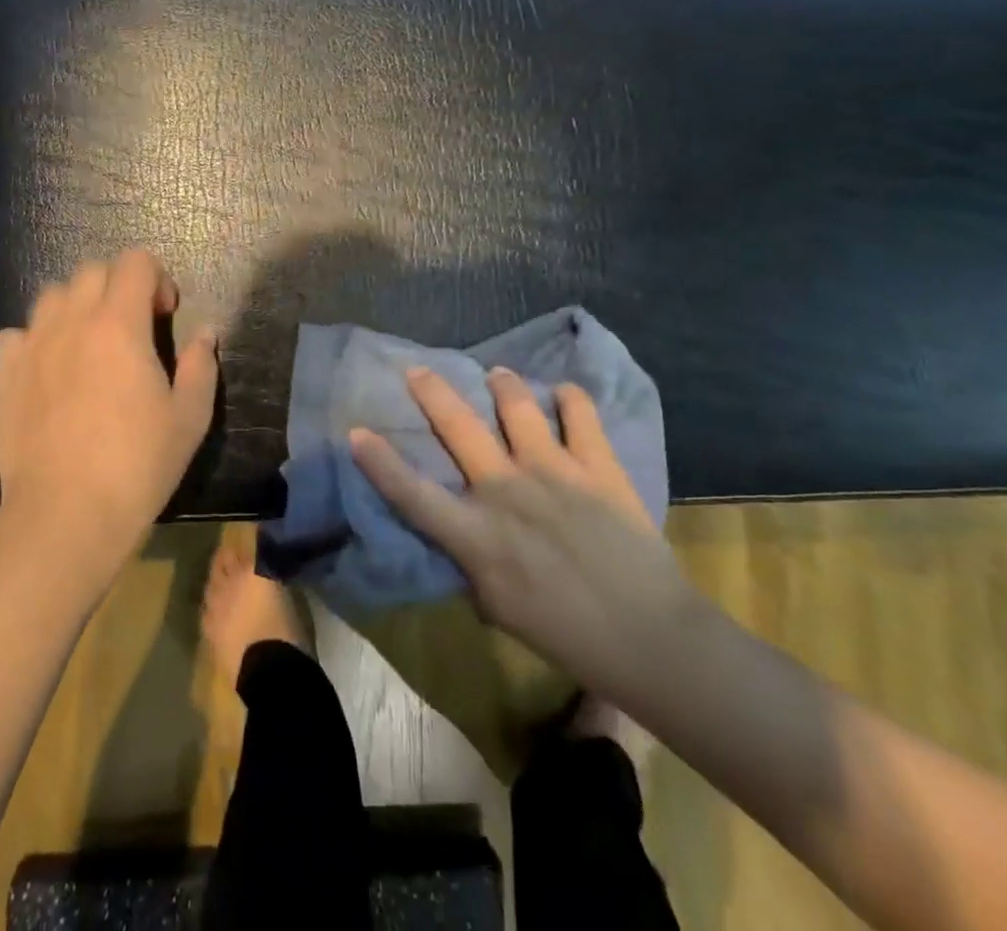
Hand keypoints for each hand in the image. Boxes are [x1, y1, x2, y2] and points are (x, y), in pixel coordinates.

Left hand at [0, 250, 218, 583]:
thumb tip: (205, 333)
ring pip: (52, 296)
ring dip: (77, 306)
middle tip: (133, 328)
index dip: (157, 278)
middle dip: (118, 286)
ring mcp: (31, 347)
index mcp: (119, 324)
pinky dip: (35, 339)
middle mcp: (71, 322)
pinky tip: (48, 369)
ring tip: (89, 344)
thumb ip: (201, 365)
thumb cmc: (138, 464)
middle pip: (92, 270)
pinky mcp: (3, 376)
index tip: (165, 315)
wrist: (66, 516)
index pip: (135, 262)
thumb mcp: (190, 417)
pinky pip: (16, 334)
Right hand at [351, 367, 698, 709]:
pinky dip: (570, 398)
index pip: (412, 493)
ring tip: (497, 374)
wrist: (649, 637)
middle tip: (419, 370)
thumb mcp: (498, 608)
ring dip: (502, 385)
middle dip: (432, 392)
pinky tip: (564, 394)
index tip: (357, 431)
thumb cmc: (566, 634)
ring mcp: (553, 471)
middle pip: (458, 427)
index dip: (379, 461)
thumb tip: (466, 538)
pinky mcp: (597, 466)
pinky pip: (580, 414)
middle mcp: (506, 491)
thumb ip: (473, 564)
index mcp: (476, 535)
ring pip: (517, 406)